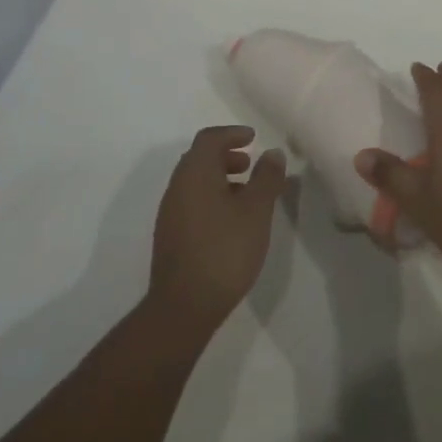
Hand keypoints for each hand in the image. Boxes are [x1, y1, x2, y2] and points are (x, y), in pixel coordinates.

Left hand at [149, 126, 286, 328]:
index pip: (209, 139)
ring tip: (246, 193)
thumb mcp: (256, 211)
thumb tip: (272, 152)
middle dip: (226, 155)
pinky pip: (191, 202)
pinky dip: (211, 197)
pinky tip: (230, 220)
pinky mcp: (170, 236)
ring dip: (219, 177)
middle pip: (199, 158)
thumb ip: (266, 178)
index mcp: (195, 174)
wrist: (184, 307)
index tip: (253, 138)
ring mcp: (170, 213)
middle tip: (250, 163)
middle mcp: (177, 187)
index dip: (232, 134)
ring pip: (195, 182)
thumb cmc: (224, 250)